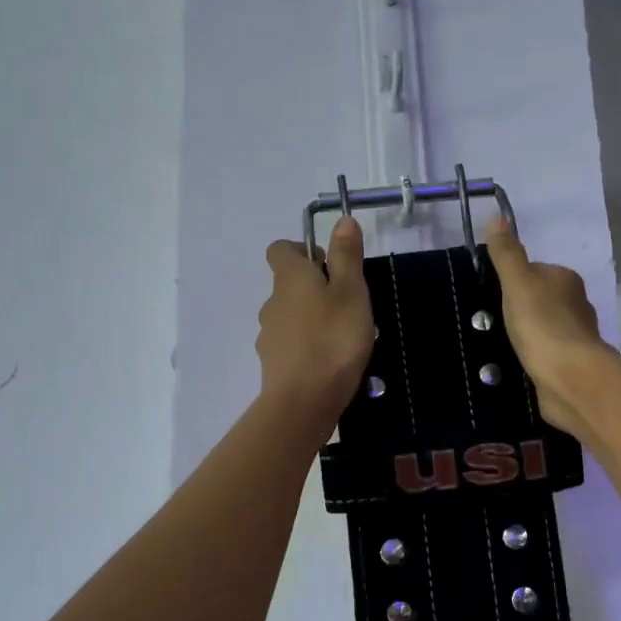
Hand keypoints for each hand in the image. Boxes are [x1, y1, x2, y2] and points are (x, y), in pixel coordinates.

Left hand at [257, 217, 374, 431]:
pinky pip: (292, 345)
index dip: (303, 250)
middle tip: (348, 304)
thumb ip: (346, 255)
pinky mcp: (274, 364)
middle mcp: (271, 302)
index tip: (330, 265)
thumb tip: (340, 219)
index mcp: (289, 278)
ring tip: (344, 337)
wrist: (304, 401)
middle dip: (314, 288)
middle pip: (289, 284)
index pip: (281, 249)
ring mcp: (269, 335)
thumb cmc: (333, 339)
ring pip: (291, 316)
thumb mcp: (351, 291)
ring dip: (312, 319)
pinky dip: (307, 346)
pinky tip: (330, 363)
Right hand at [485, 218, 612, 436]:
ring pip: (543, 329)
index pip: (535, 271)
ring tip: (498, 344)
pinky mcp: (569, 366)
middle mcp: (575, 305)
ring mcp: (574, 338)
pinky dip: (532, 358)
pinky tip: (516, 365)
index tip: (490, 293)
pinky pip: (545, 355)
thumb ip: (507, 253)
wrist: (569, 379)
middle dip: (518, 309)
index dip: (513, 280)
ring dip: (525, 336)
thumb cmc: (542, 325)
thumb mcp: (518, 283)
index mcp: (566, 280)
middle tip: (489, 321)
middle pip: (539, 300)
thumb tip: (498, 216)